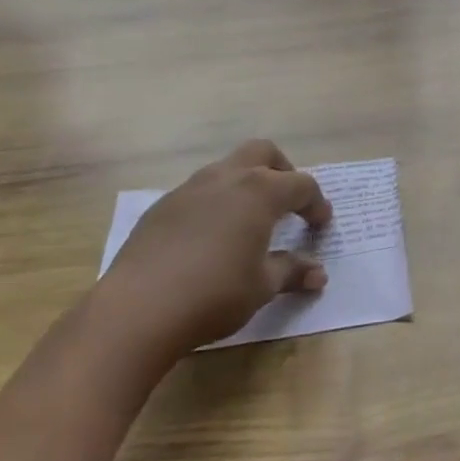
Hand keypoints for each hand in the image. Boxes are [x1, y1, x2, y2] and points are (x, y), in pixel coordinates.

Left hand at [104, 139, 332, 356]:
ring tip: (250, 220)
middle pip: (264, 152)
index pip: (301, 185)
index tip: (321, 224)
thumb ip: (292, 272)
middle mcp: (227, 178)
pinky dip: (217, 202)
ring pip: (228, 167)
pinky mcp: (163, 205)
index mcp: (260, 191)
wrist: (138, 308)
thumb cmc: (215, 294)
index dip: (316, 203)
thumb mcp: (262, 287)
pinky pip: (200, 191)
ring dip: (247, 184)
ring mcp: (191, 188)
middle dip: (283, 171)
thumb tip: (318, 275)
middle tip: (289, 203)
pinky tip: (211, 237)